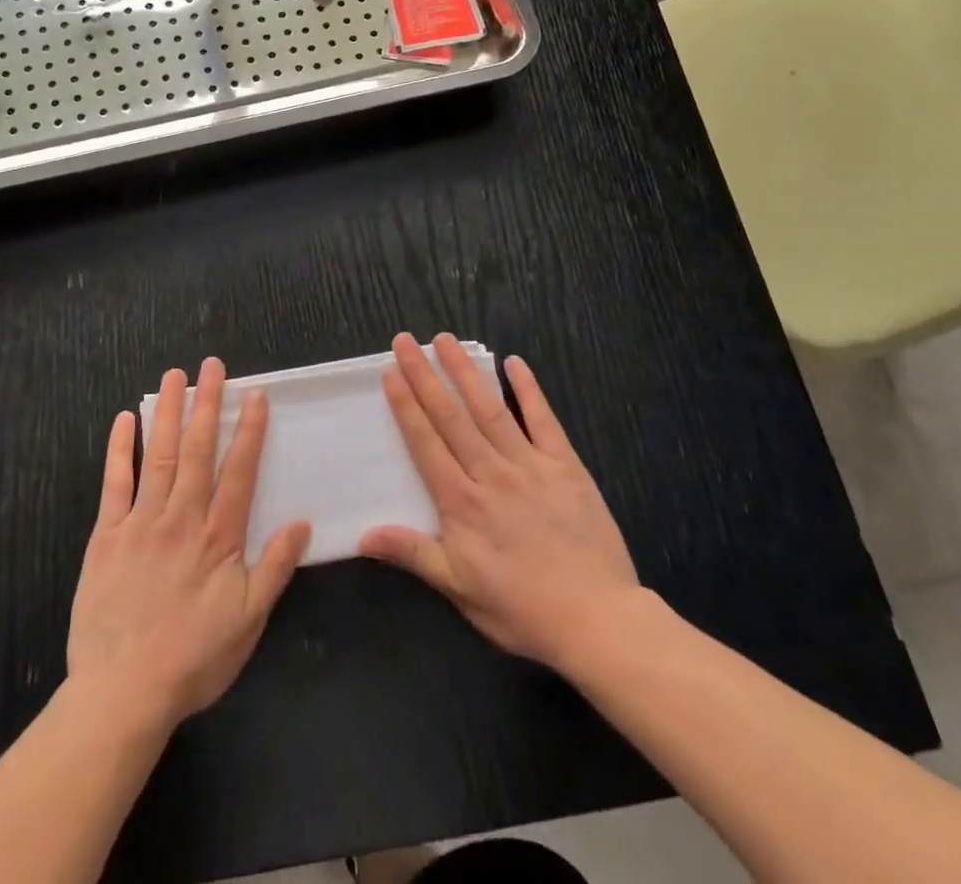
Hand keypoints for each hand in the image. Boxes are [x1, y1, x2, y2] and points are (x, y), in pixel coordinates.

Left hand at [68, 359, 311, 730]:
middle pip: (197, 450)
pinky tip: (123, 419)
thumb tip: (302, 521)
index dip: (248, 430)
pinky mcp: (106, 535)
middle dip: (207, 404)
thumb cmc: (194, 658)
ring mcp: (141, 522)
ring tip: (173, 376)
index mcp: (218, 537)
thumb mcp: (249, 621)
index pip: (238, 471)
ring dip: (167, 412)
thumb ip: (275, 567)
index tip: (254, 395)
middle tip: (211, 365)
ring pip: (158, 455)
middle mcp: (181, 518)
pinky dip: (120, 449)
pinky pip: (114, 483)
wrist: (123, 693)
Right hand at [360, 333, 639, 671]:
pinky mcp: (565, 465)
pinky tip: (514, 362)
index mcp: (462, 502)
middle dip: (425, 375)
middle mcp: (490, 472)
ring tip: (446, 340)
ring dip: (466, 371)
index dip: (406, 405)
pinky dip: (529, 390)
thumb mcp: (460, 589)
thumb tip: (363, 536)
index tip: (390, 372)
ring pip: (490, 408)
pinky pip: (543, 420)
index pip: (426, 442)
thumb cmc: (522, 608)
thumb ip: (413, 553)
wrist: (597, 620)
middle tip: (406, 341)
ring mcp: (529, 465)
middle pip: (451, 416)